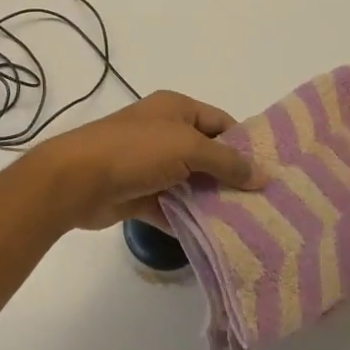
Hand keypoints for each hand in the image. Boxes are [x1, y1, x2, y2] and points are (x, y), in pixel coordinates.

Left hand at [19, 91, 263, 231]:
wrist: (78, 179)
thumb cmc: (135, 150)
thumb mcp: (187, 146)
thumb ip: (226, 161)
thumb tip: (264, 175)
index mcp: (176, 109)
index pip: (220, 123)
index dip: (245, 145)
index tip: (271, 174)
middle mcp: (164, 133)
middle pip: (208, 155)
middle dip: (232, 179)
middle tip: (266, 207)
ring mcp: (151, 165)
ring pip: (191, 185)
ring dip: (213, 203)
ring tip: (250, 228)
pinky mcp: (140, 195)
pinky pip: (173, 208)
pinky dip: (190, 222)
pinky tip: (216, 241)